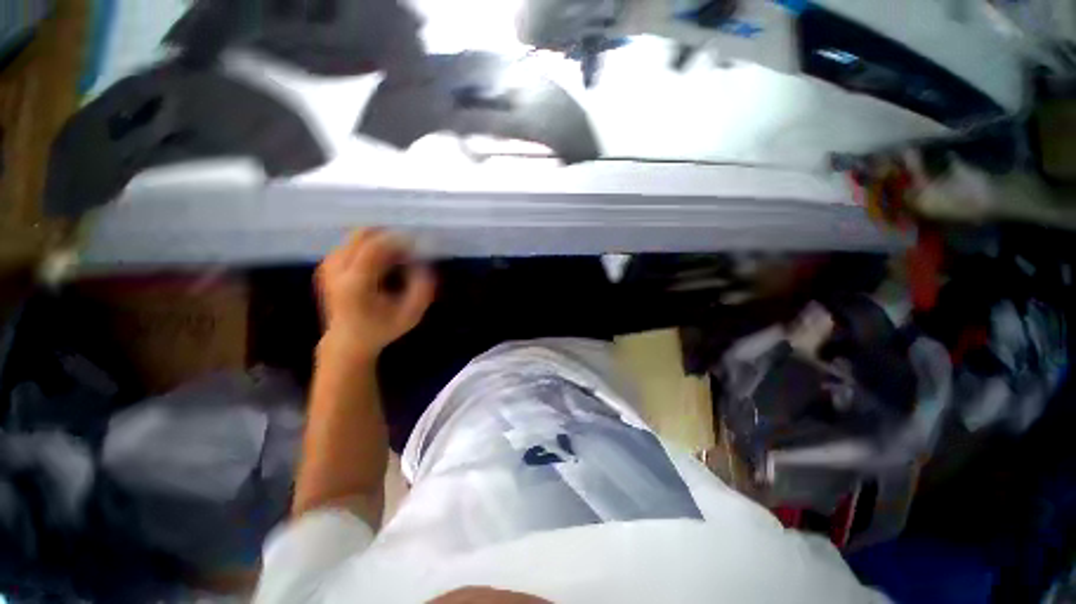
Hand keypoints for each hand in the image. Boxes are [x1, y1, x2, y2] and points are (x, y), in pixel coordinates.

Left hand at [316, 230, 434, 358]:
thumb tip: (424, 264)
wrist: (347, 341)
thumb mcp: (410, 315)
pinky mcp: (328, 266)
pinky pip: (352, 244)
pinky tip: (383, 262)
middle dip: (389, 236)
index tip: (417, 243)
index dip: (398, 240)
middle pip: (362, 235)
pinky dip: (371, 246)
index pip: (374, 248)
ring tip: (398, 258)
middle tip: (409, 247)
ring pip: (358, 237)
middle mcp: (337, 271)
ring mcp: (329, 267)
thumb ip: (422, 290)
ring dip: (381, 241)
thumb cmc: (382, 329)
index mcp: (355, 284)